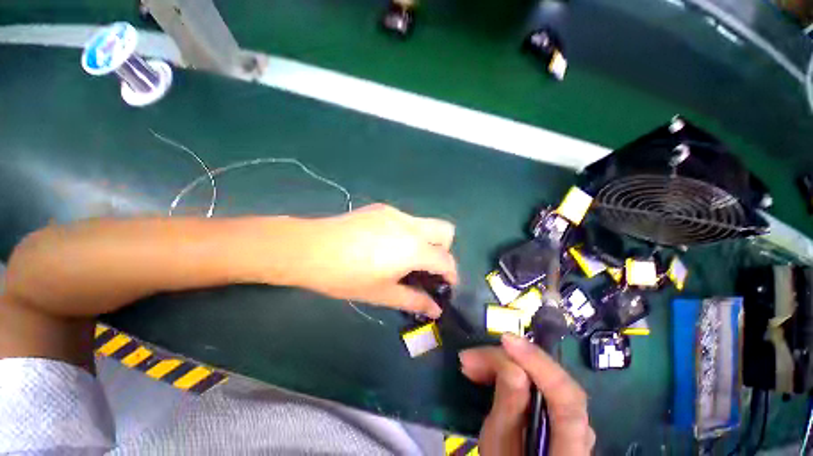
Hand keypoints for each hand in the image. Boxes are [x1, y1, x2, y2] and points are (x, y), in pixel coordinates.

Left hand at [292, 204, 456, 317]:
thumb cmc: (347, 276)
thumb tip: (436, 309)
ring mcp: (395, 213)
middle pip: (445, 231)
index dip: (451, 275)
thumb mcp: (382, 294)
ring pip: (426, 223)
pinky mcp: (381, 208)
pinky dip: (408, 233)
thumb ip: (414, 300)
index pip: (446, 260)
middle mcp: (410, 225)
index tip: (444, 286)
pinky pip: (406, 220)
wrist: (310, 248)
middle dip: (444, 250)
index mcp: (414, 248)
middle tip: (426, 267)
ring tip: (404, 258)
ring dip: (426, 241)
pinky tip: (386, 246)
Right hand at [459, 334, 594, 455]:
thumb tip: (510, 366)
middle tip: (470, 358)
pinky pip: (534, 382)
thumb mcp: (500, 451)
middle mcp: (580, 430)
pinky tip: (487, 369)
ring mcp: (570, 419)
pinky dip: (509, 371)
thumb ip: (509, 413)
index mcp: (571, 450)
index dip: (538, 363)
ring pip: (541, 377)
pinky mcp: (553, 411)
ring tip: (471, 363)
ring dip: (504, 363)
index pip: (566, 398)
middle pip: (551, 381)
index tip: (505, 340)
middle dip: (508, 360)